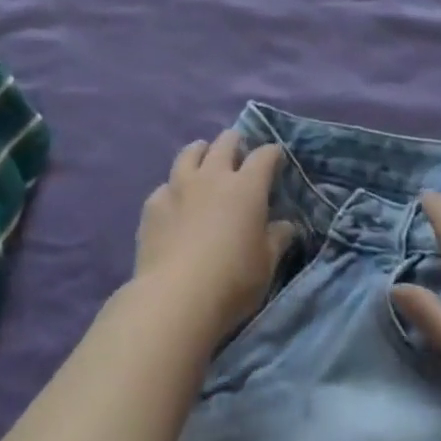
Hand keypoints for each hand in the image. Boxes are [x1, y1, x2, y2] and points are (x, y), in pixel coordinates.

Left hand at [133, 130, 296, 349]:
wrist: (175, 298)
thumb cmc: (232, 281)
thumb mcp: (266, 265)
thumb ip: (277, 239)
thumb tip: (287, 225)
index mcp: (246, 187)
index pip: (264, 156)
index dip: (272, 153)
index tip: (275, 157)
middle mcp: (213, 176)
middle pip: (225, 143)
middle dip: (235, 142)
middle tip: (238, 152)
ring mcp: (180, 186)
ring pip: (190, 152)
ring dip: (201, 152)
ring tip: (203, 159)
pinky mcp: (154, 204)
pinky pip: (165, 185)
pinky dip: (173, 188)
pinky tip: (174, 202)